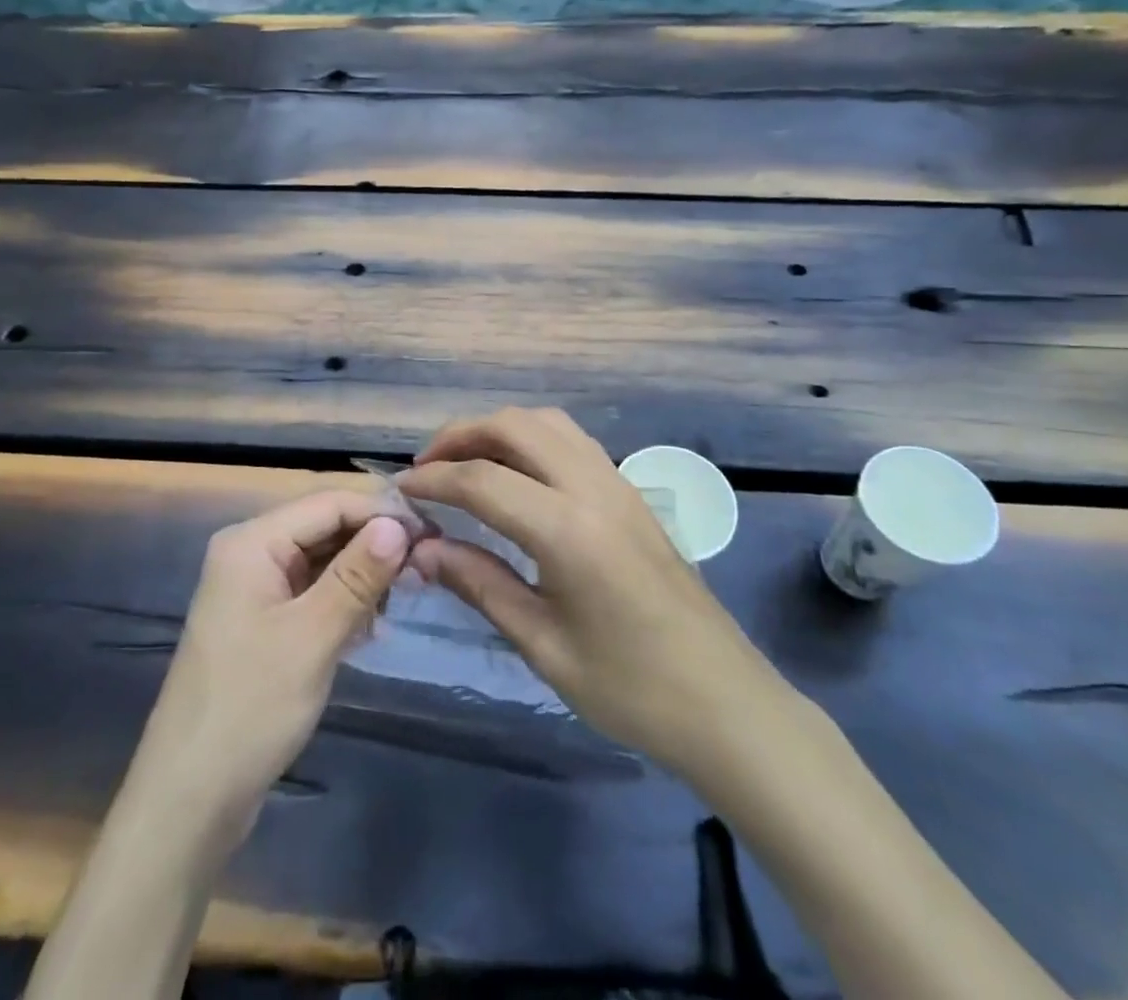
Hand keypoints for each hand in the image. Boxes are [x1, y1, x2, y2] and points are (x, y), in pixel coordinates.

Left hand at [122, 491, 411, 855]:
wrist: (190, 798)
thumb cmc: (250, 707)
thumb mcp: (312, 637)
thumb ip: (357, 575)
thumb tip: (399, 524)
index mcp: (252, 542)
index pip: (328, 504)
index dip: (380, 513)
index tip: (431, 534)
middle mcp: (251, 553)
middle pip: (324, 528)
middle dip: (373, 545)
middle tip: (425, 571)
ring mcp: (255, 589)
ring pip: (322, 561)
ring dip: (362, 576)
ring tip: (401, 601)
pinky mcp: (263, 622)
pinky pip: (312, 592)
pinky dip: (344, 602)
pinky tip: (372, 626)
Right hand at [400, 408, 803, 787]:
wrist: (726, 704)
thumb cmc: (630, 688)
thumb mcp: (542, 644)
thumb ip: (479, 584)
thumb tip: (422, 548)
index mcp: (568, 528)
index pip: (482, 480)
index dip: (434, 479)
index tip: (401, 491)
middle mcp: (593, 487)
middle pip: (514, 426)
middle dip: (461, 435)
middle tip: (427, 468)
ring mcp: (618, 483)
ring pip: (546, 423)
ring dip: (498, 430)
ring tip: (466, 464)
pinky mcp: (632, 493)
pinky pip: (571, 440)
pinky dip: (530, 439)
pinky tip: (516, 475)